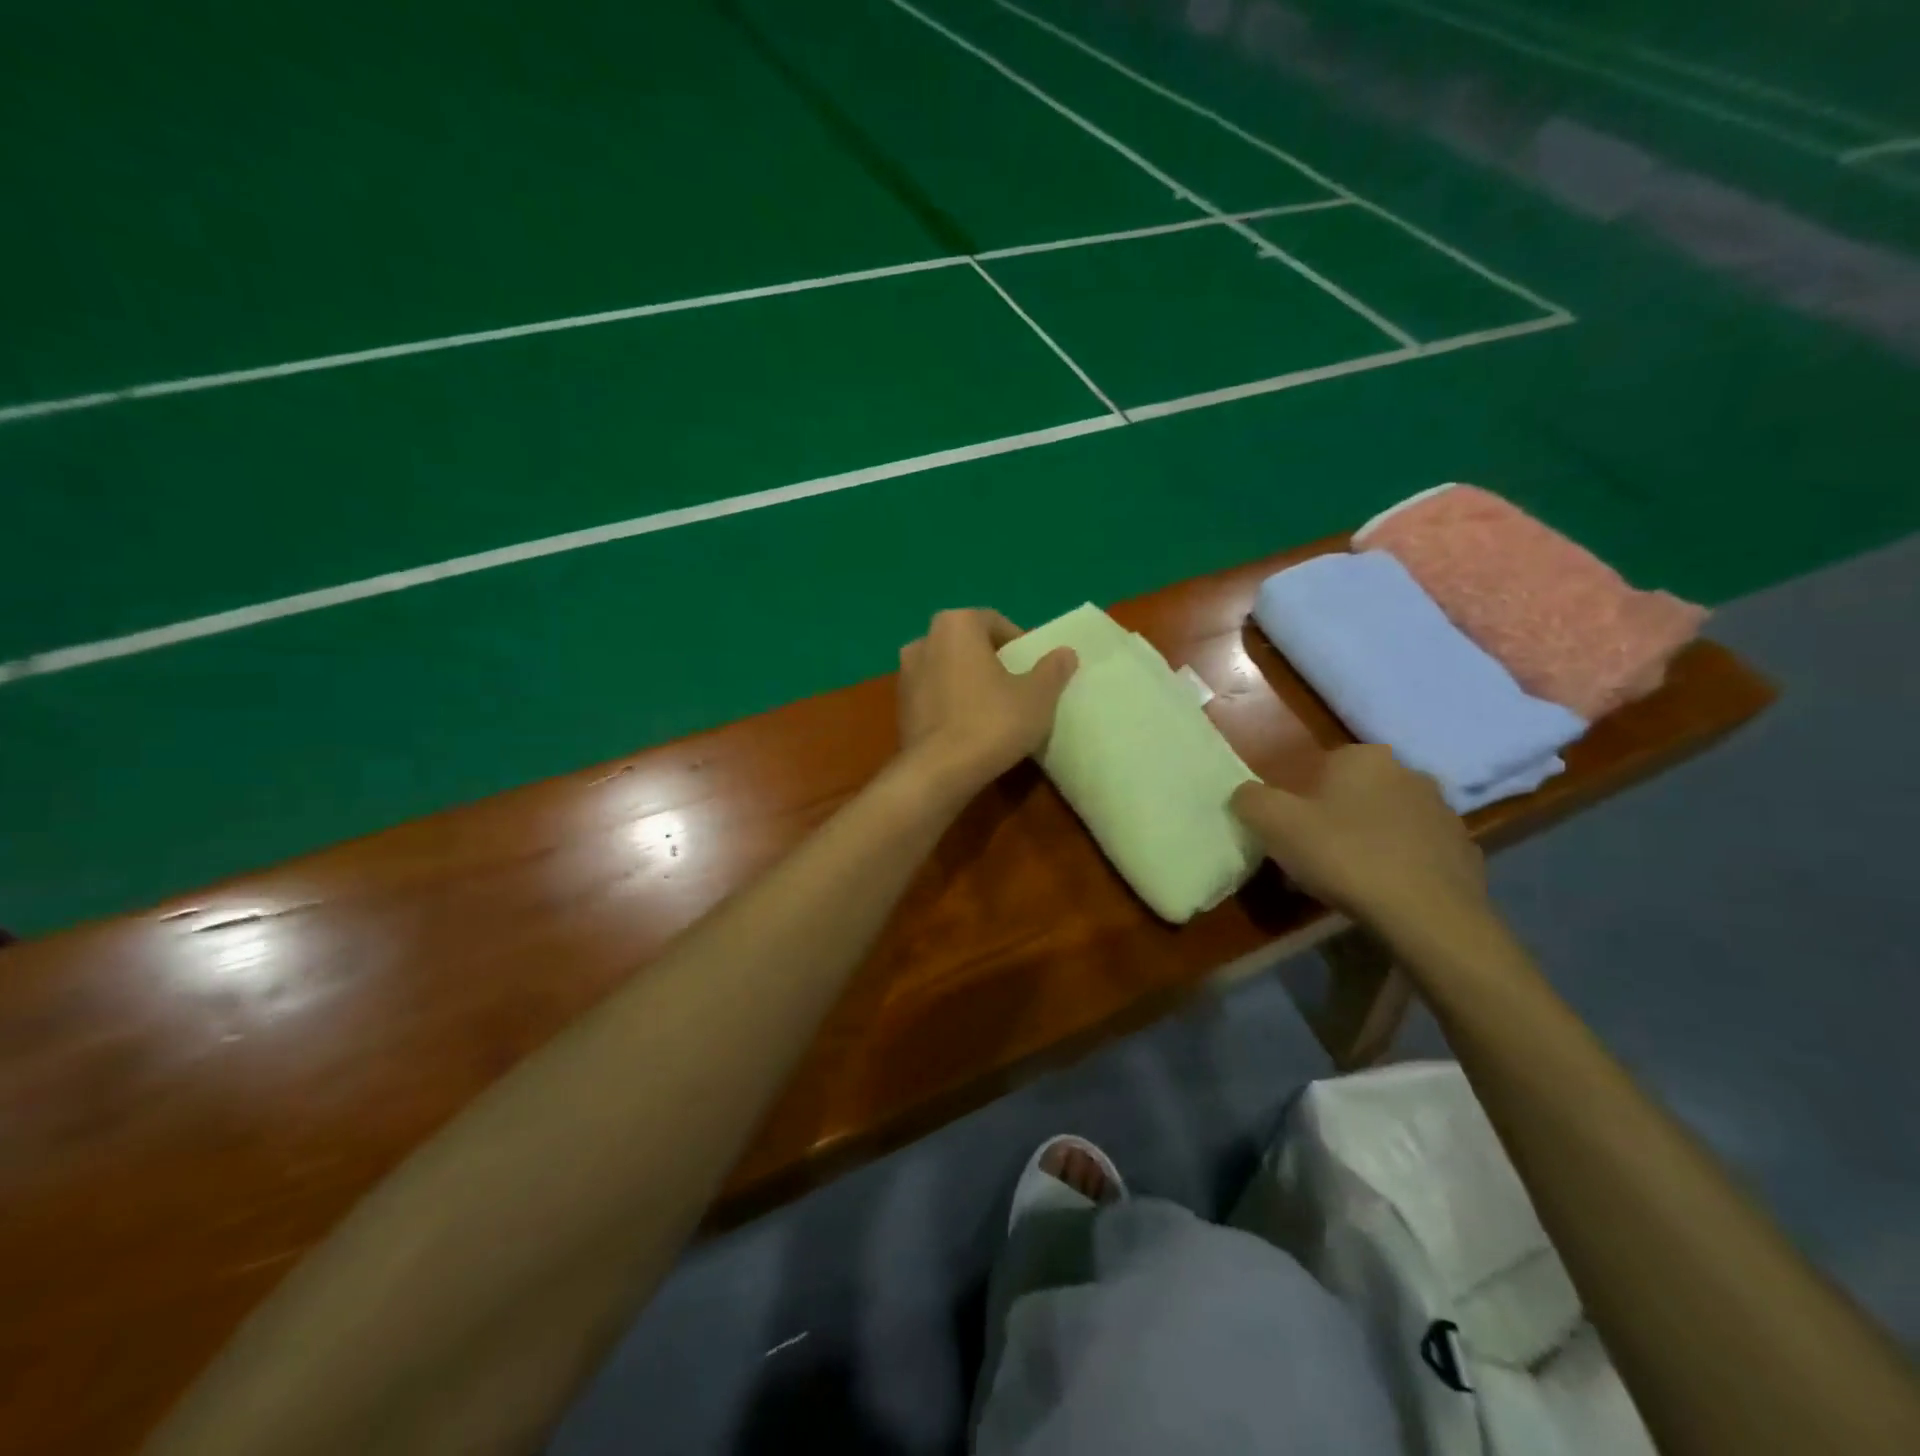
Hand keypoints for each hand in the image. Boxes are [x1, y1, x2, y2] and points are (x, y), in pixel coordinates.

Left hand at [897, 609, 1077, 796]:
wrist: (938, 772)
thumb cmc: (992, 722)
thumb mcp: (1037, 696)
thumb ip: (1052, 669)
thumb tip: (1065, 652)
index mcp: (956, 624)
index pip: (994, 622)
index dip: (1018, 644)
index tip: (1033, 671)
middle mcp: (924, 640)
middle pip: (968, 644)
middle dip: (992, 662)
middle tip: (1016, 688)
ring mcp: (905, 674)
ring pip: (948, 670)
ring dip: (969, 683)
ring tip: (994, 711)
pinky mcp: (899, 707)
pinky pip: (934, 696)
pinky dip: (951, 704)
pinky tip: (969, 729)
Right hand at [1230, 745, 1487, 931]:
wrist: (1428, 915)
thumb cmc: (1344, 856)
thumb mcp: (1274, 824)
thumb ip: (1250, 799)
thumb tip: (1246, 795)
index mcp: (1363, 757)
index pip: (1318, 768)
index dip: (1298, 801)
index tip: (1289, 834)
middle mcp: (1408, 772)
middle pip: (1353, 794)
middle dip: (1333, 819)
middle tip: (1313, 858)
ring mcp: (1443, 811)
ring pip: (1386, 821)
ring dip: (1366, 841)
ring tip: (1347, 881)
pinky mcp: (1464, 849)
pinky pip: (1416, 851)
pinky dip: (1398, 865)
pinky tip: (1383, 893)